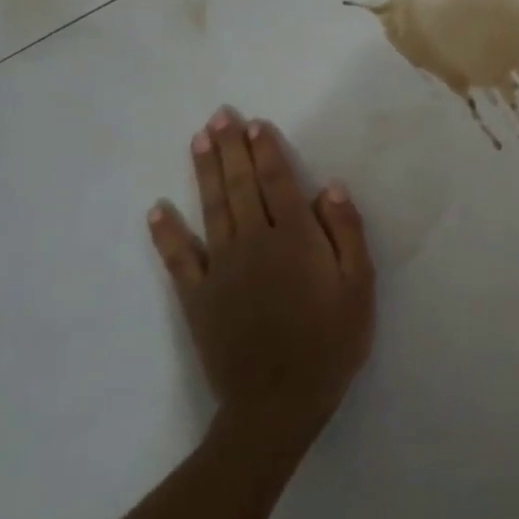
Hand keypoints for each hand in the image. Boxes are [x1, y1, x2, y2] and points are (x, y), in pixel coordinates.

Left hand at [147, 109, 375, 442]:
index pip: (279, 184)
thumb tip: (329, 189)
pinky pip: (178, 259)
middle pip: (241, 188)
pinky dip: (167, 233)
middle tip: (219, 116)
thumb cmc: (332, 341)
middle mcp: (255, 244)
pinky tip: (158, 209)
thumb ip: (347, 234)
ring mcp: (221, 270)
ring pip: (212, 210)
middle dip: (231, 150)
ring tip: (198, 141)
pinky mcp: (197, 298)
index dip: (267, 152)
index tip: (255, 124)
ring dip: (205, 174)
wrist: (279, 402)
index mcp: (296, 240)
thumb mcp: (359, 287)